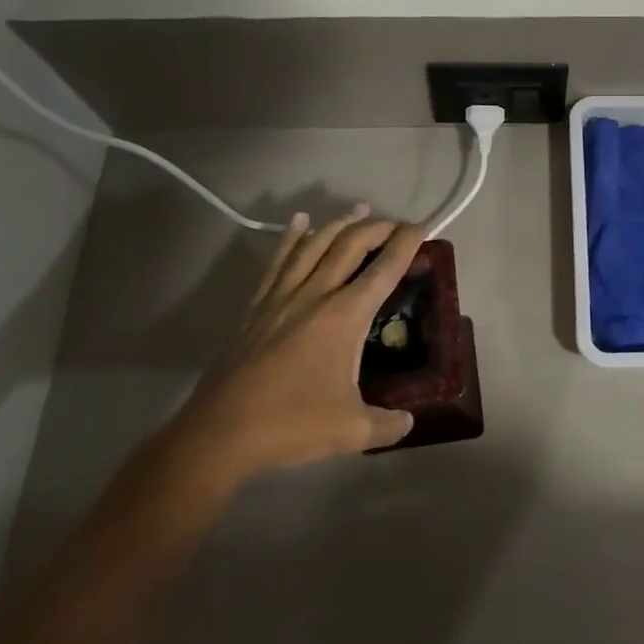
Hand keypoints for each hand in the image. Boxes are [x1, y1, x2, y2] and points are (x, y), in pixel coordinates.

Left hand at [176, 208, 423, 481]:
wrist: (221, 432)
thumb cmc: (291, 424)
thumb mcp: (351, 430)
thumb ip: (387, 424)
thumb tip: (408, 422)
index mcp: (345, 316)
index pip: (384, 269)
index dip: (406, 244)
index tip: (422, 227)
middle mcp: (316, 295)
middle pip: (349, 246)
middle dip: (377, 228)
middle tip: (396, 224)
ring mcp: (282, 297)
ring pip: (314, 245)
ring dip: (339, 224)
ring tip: (359, 210)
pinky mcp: (257, 307)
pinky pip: (278, 261)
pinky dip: (291, 238)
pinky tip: (299, 222)